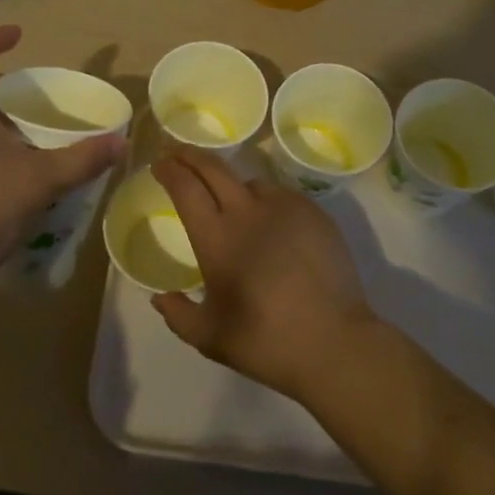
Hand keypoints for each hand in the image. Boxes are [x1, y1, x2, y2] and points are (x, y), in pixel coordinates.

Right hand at [149, 151, 376, 401]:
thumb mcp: (211, 338)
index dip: (169, 170)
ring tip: (229, 198)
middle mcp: (247, 211)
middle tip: (178, 153)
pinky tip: (269, 221)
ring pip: (250, 181)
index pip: (185, 187)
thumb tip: (160, 298)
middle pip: (213, 168)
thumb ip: (179, 315)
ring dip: (231, 183)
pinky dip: (265, 200)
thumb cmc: (266, 341)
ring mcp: (284, 207)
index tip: (159, 163)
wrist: (334, 341)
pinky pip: (281, 194)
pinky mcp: (313, 212)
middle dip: (190, 155)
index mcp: (216, 237)